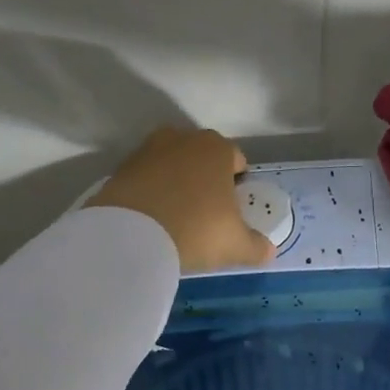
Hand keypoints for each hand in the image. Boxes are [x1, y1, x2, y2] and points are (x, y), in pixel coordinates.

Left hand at [87, 127, 275, 273]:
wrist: (130, 235)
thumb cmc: (196, 230)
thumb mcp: (236, 245)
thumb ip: (257, 246)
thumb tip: (268, 250)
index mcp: (218, 149)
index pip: (236, 160)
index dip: (237, 185)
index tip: (231, 211)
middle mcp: (184, 139)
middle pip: (202, 158)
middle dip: (205, 179)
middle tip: (204, 213)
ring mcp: (149, 149)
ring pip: (171, 164)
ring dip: (175, 182)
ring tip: (174, 216)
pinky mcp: (121, 167)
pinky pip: (145, 178)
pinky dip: (149, 191)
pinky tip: (150, 218)